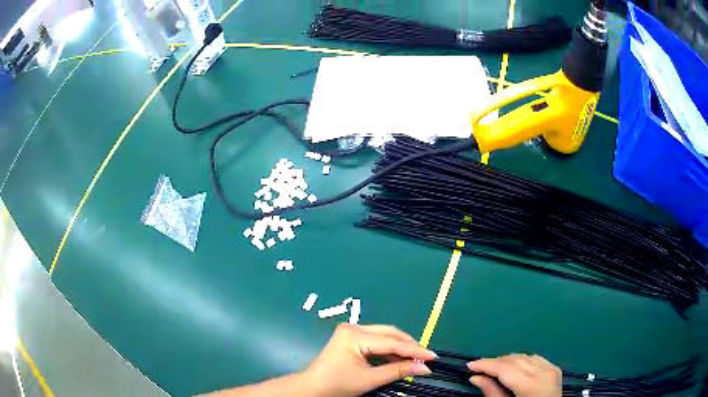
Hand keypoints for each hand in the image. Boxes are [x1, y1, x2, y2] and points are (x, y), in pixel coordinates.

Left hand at [302, 323, 435, 396]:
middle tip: (426, 357)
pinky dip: (389, 349)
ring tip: (416, 358)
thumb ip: (398, 371)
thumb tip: (425, 368)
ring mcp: (351, 331)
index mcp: (354, 335)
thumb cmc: (338, 385)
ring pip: (384, 335)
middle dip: (408, 345)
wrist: (312, 388)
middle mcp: (353, 327)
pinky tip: (399, 357)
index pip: (391, 342)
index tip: (433, 357)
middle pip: (389, 333)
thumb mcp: (370, 379)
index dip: (414, 350)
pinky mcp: (350, 337)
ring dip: (400, 347)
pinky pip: (376, 340)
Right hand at [467, 354, 561, 396]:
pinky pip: (535, 359)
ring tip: (493, 369)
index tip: (469, 365)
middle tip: (478, 369)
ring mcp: (551, 369)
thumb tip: (475, 377)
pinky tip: (514, 367)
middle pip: (515, 360)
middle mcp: (543, 372)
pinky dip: (522, 361)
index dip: (486, 364)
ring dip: (507, 361)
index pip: (505, 368)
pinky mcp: (555, 369)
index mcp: (531, 385)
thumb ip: (492, 393)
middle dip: (495, 362)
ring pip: (524, 357)